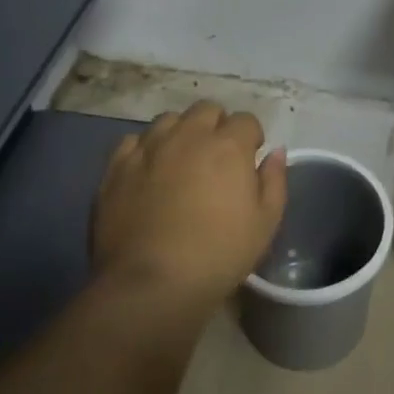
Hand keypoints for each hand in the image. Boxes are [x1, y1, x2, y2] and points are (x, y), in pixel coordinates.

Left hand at [92, 100, 287, 305]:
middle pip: (206, 110)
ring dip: (181, 133)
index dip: (251, 138)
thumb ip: (274, 180)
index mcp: (228, 145)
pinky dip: (145, 149)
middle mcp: (188, 135)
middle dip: (217, 126)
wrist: (152, 283)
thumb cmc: (219, 254)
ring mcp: (149, 148)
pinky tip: (148, 171)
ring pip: (169, 120)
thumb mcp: (265, 223)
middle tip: (217, 157)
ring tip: (181, 160)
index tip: (249, 159)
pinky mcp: (117, 166)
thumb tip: (276, 152)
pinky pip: (133, 141)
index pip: (246, 120)